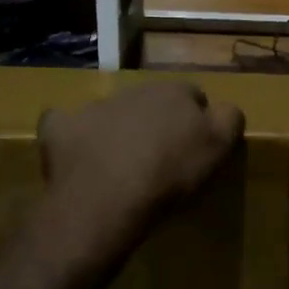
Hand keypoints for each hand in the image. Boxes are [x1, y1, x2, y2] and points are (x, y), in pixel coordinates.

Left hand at [38, 81, 244, 248]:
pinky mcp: (60, 128)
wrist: (106, 198)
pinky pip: (66, 126)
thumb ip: (228, 119)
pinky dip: (72, 138)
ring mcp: (92, 107)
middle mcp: (132, 90)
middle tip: (158, 159)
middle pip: (150, 102)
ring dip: (116, 131)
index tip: (193, 149)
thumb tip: (223, 109)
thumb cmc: (169, 176)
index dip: (195, 121)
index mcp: (173, 92)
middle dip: (154, 122)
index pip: (192, 96)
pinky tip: (77, 160)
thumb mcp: (218, 148)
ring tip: (118, 167)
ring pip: (110, 114)